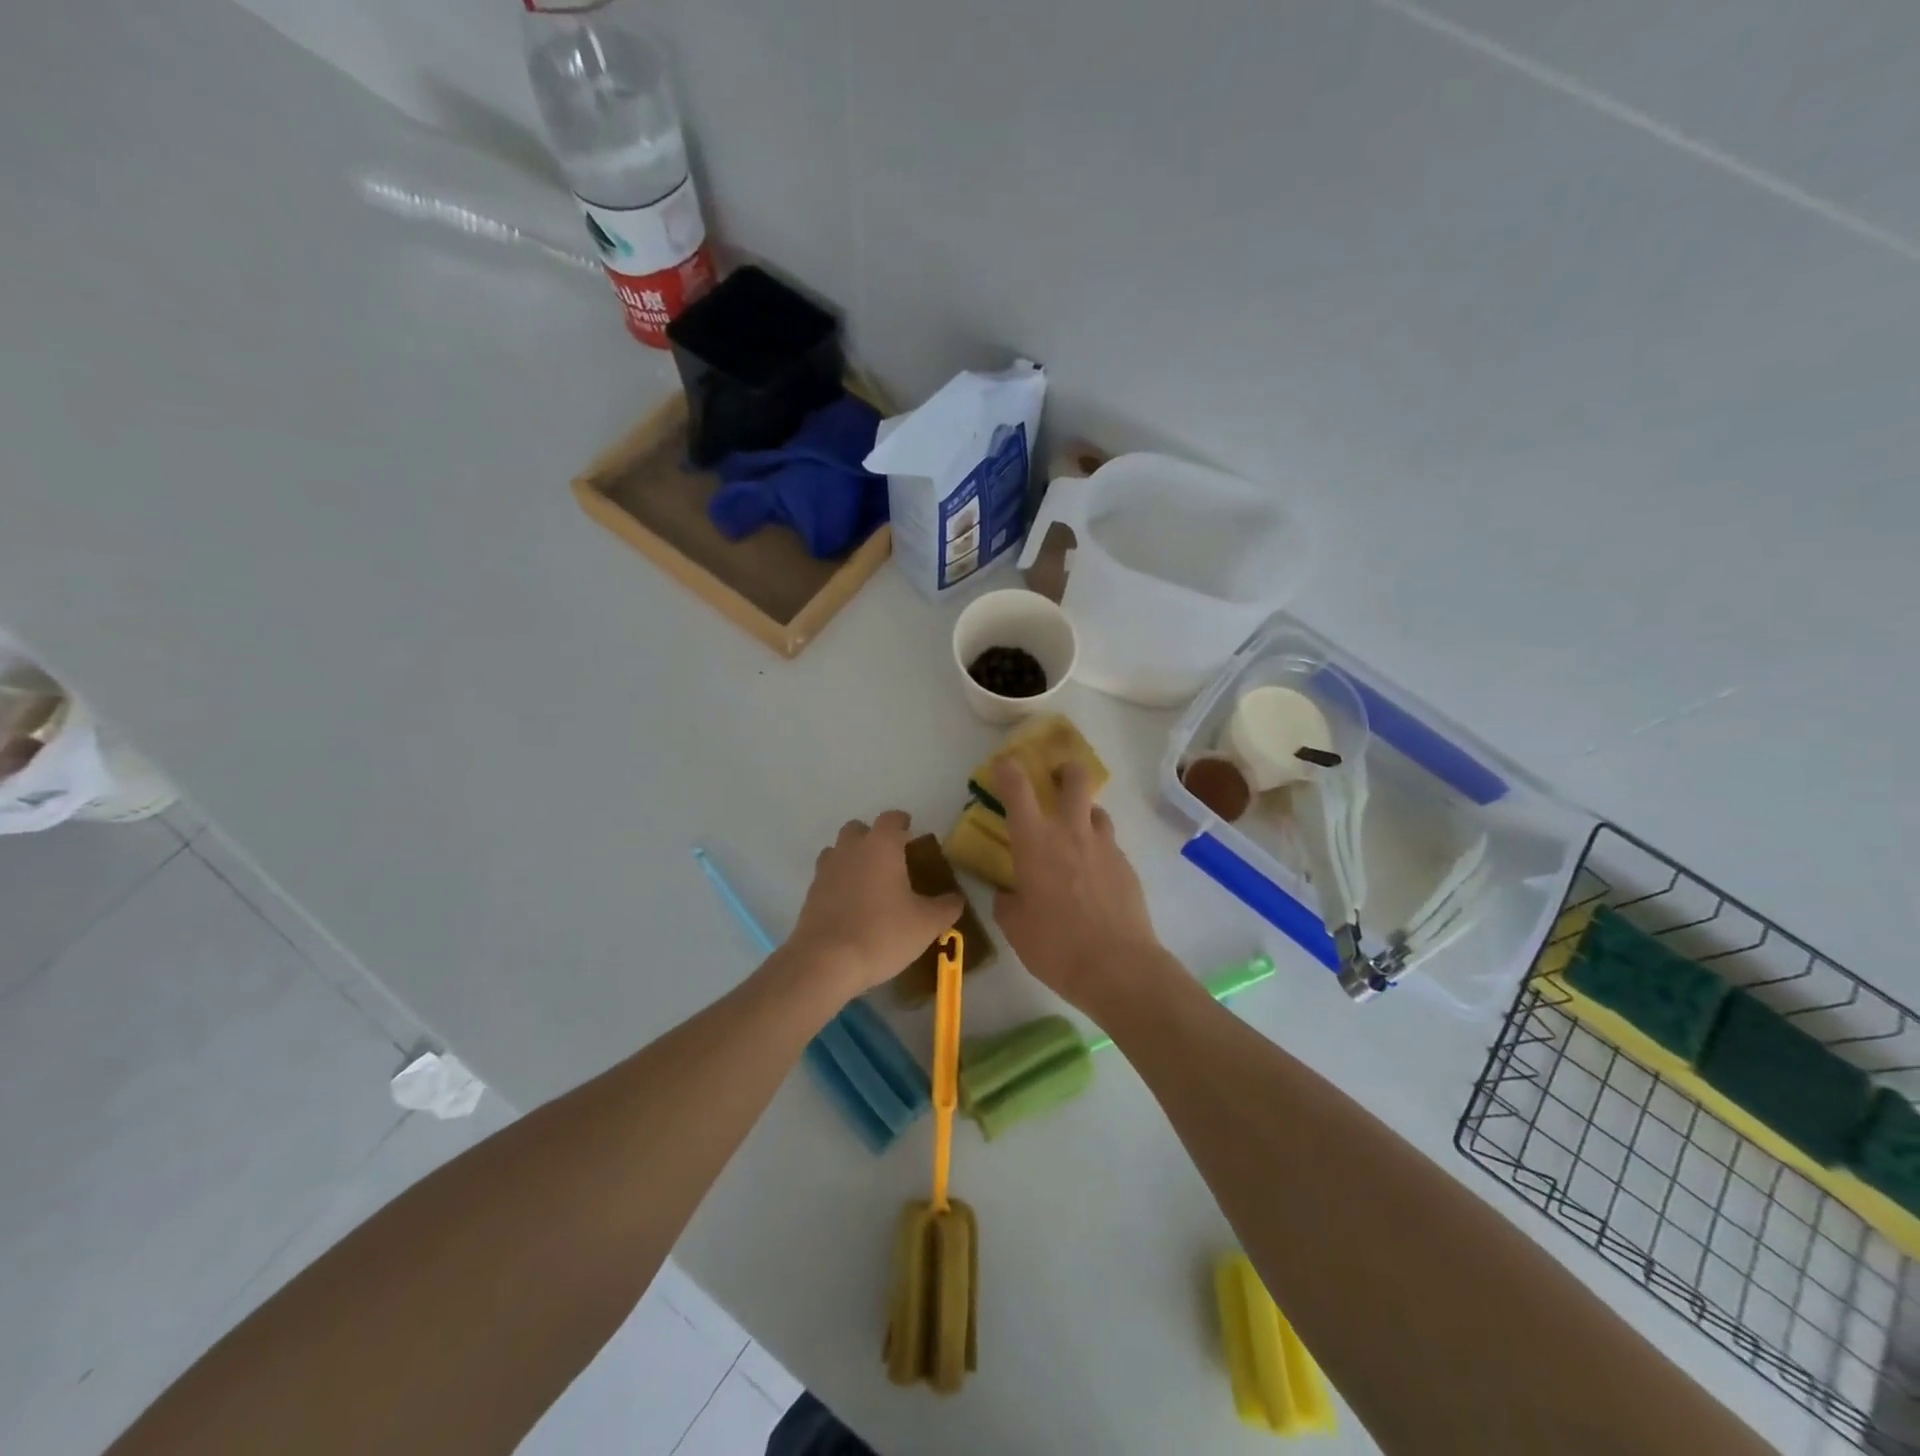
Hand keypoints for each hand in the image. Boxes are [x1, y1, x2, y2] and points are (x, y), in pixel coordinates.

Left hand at [786, 811, 962, 998]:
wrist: (825, 962)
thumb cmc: (882, 933)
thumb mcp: (926, 924)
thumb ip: (946, 907)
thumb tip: (955, 899)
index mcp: (880, 846)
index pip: (891, 818)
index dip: (902, 822)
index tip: (911, 832)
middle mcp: (850, 849)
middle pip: (859, 829)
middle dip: (874, 838)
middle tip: (891, 860)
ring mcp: (826, 870)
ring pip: (839, 851)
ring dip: (853, 858)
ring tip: (869, 883)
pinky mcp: (810, 894)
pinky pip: (827, 877)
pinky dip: (839, 883)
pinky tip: (852, 907)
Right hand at [990, 758, 1172, 1017]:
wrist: (1118, 967)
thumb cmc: (1055, 946)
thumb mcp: (1015, 927)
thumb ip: (1008, 902)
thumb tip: (1010, 893)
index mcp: (1035, 842)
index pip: (1018, 789)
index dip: (1008, 770)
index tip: (1002, 764)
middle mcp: (1071, 833)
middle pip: (1075, 779)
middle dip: (1065, 771)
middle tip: (1056, 779)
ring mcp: (1105, 847)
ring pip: (1097, 811)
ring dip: (1084, 813)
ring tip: (1076, 834)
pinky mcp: (1127, 867)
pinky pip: (1110, 845)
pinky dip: (1098, 850)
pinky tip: (1094, 877)